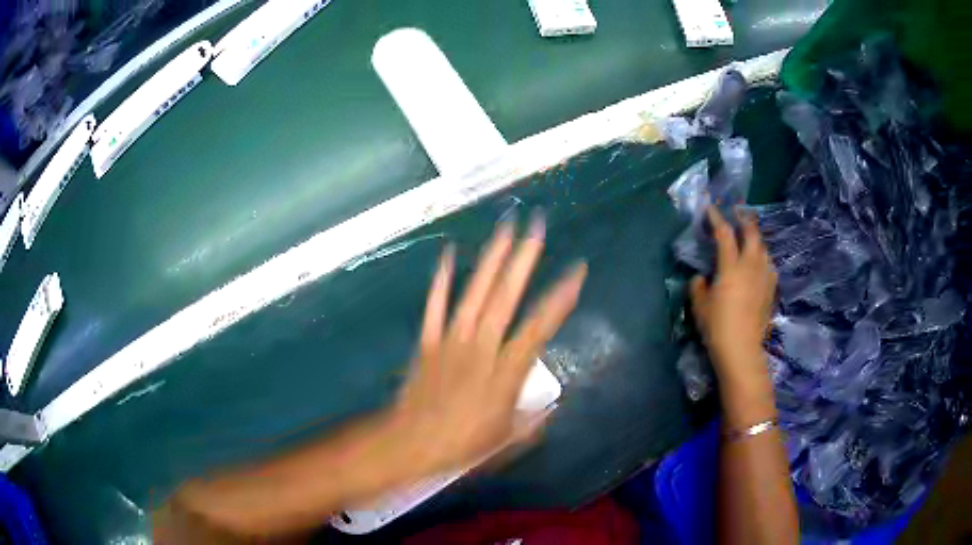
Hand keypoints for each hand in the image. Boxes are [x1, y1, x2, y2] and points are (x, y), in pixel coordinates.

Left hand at [394, 215, 586, 473]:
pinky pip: (435, 305)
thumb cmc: (463, 444)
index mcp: (506, 370)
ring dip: (491, 259)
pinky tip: (446, 253)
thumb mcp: (507, 440)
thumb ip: (532, 420)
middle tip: (537, 226)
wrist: (412, 442)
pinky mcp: (428, 340)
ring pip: (474, 293)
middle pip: (506, 296)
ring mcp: (452, 339)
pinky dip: (440, 279)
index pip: (540, 326)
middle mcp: (481, 347)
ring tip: (505, 228)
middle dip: (524, 258)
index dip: (561, 298)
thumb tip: (550, 407)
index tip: (577, 271)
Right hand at [690, 207, 776, 386]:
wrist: (742, 350)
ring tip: (749, 239)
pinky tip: (759, 265)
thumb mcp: (699, 306)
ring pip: (763, 248)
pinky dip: (763, 259)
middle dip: (744, 220)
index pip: (724, 234)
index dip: (716, 218)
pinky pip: (769, 265)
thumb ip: (698, 287)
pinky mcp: (771, 290)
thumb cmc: (717, 327)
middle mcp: (751, 266)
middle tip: (737, 214)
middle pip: (752, 234)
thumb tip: (700, 278)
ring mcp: (764, 277)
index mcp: (731, 267)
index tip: (711, 208)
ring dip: (755, 239)